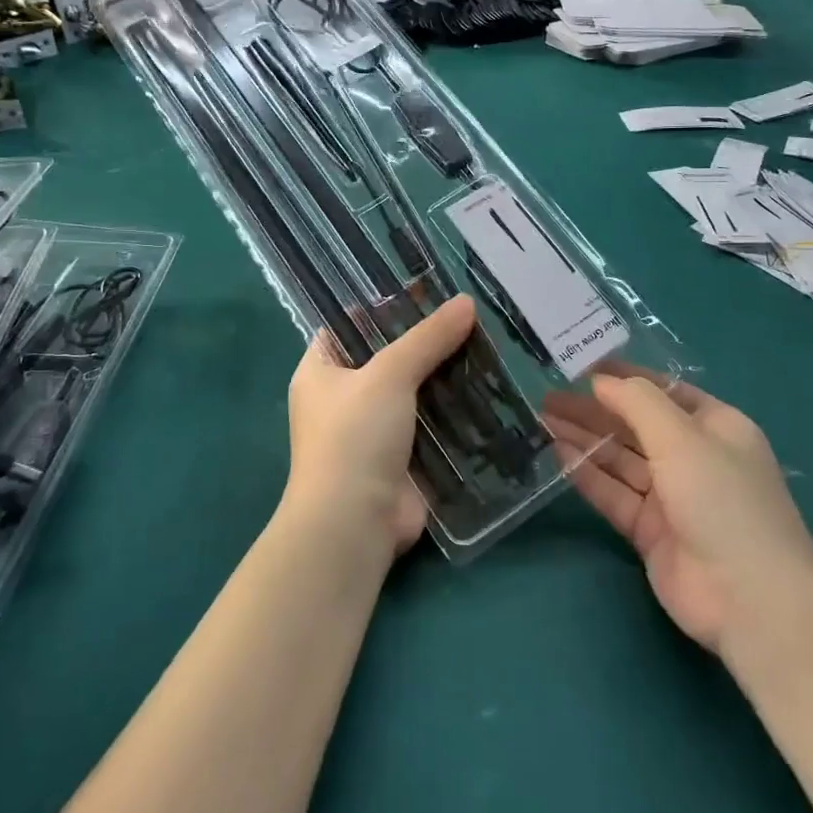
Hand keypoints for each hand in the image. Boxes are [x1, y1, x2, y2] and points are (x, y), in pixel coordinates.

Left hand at [285, 295, 475, 557]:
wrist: (354, 523)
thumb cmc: (354, 436)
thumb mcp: (388, 374)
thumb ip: (427, 338)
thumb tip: (466, 303)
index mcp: (322, 370)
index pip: (349, 325)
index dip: (383, 305)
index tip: (427, 289)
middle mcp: (344, 396)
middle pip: (388, 356)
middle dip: (426, 340)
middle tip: (469, 314)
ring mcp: (375, 429)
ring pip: (415, 390)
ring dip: (446, 374)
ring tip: (488, 343)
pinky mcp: (403, 456)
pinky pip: (433, 423)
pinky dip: (456, 409)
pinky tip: (490, 387)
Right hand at [545, 370, 812, 653]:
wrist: (749, 600)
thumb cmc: (722, 499)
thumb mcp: (682, 437)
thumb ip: (637, 402)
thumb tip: (600, 380)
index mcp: (716, 427)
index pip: (664, 391)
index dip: (624, 377)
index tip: (580, 367)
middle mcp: (694, 457)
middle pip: (636, 425)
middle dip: (595, 409)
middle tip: (548, 396)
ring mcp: (672, 497)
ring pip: (620, 459)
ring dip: (585, 438)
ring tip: (543, 419)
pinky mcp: (650, 531)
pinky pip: (614, 493)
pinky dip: (587, 474)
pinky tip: (559, 453)